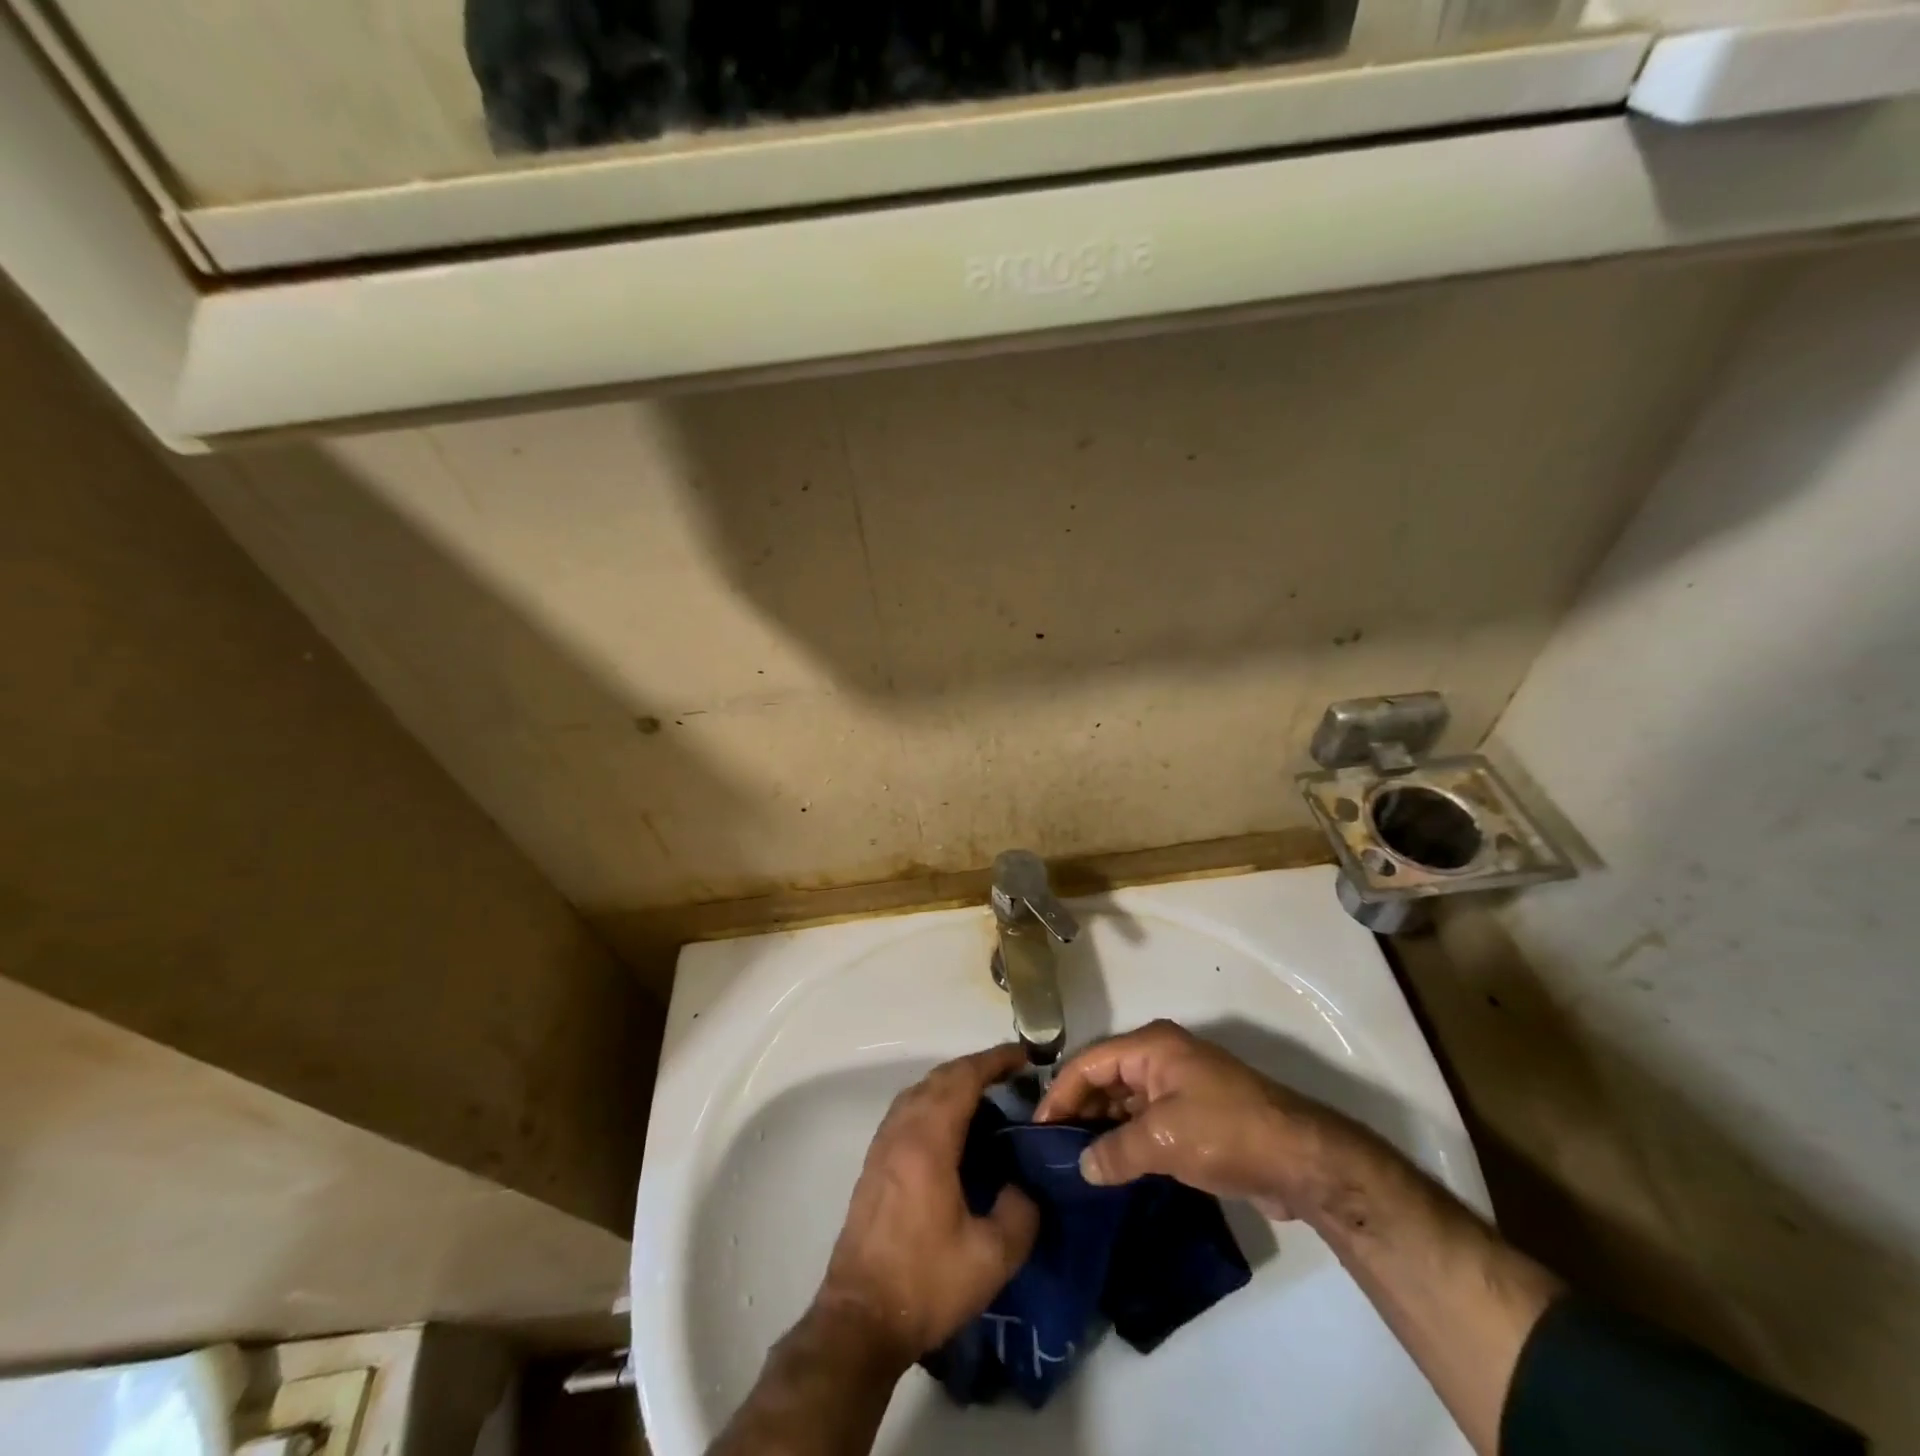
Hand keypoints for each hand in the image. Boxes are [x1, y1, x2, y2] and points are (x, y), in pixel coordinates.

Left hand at [816, 1045, 1040, 1367]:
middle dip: (977, 1067)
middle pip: (940, 1077)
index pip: (964, 1078)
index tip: (1025, 1055)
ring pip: (920, 1091)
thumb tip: (1025, 1186)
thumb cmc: (926, 1282)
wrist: (860, 1319)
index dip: (995, 1060)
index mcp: (928, 1139)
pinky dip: (935, 1101)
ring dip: (953, 1083)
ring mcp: (883, 1144)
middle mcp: (902, 1129)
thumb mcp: (991, 1256)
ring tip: (987, 1096)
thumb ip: (1020, 1212)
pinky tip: (953, 1127)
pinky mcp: (874, 1162)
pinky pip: (908, 1110)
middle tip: (1012, 1074)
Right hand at [1034, 1019, 1354, 1220]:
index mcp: (1151, 1047)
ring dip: (1101, 1128)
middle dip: (1078, 1110)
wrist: (1301, 1160)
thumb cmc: (1226, 1132)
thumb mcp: (1164, 1141)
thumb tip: (1083, 1168)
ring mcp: (1178, 1087)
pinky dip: (1125, 1140)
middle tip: (1050, 1150)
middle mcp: (1160, 1059)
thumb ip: (1116, 1151)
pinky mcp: (1192, 1117)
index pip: (1089, 1062)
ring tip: (1073, 1163)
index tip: (1036, 1130)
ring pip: (1124, 1102)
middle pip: (1104, 1078)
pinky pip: (1145, 1122)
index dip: (1060, 1094)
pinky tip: (1109, 1168)